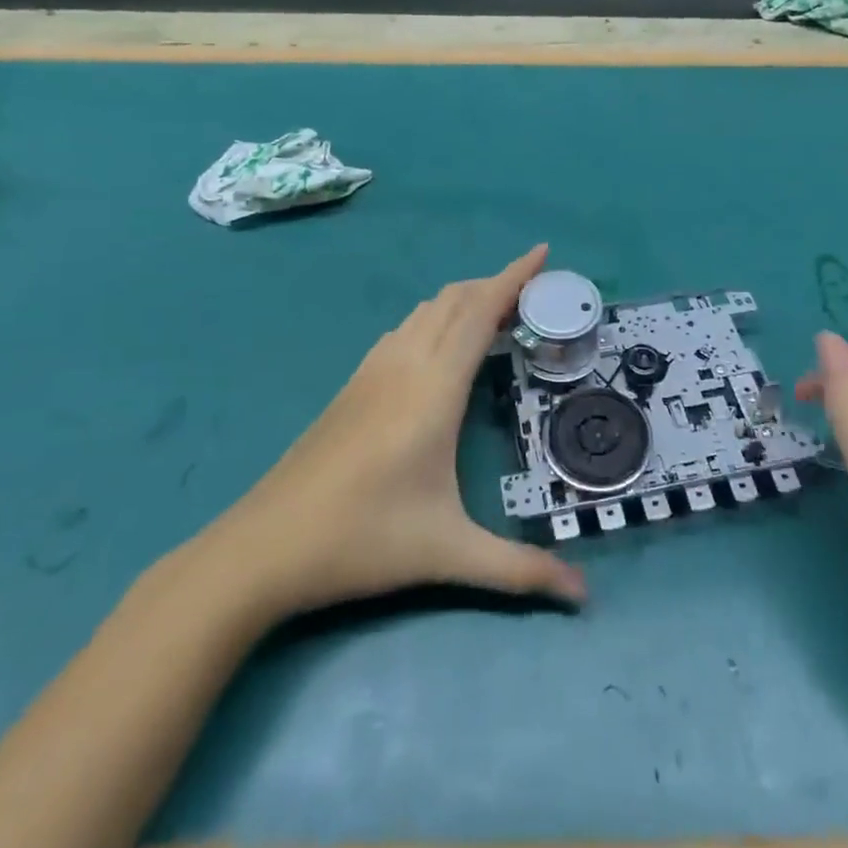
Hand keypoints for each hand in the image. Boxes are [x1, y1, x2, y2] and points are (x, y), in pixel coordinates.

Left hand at [201, 244, 586, 621]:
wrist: (263, 546)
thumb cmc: (362, 540)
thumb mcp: (448, 554)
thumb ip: (520, 570)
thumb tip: (584, 595)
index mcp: (434, 388)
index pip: (479, 312)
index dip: (513, 277)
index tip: (542, 252)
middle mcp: (404, 364)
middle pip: (454, 301)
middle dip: (496, 284)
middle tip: (534, 292)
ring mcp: (372, 371)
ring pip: (425, 312)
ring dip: (464, 300)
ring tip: (496, 314)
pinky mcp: (352, 385)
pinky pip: (404, 330)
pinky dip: (435, 318)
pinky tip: (439, 345)